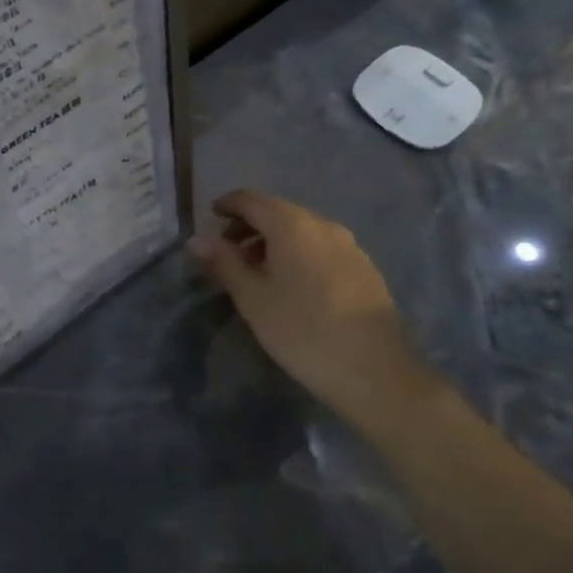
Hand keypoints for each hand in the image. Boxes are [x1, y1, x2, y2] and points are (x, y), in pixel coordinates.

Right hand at [190, 190, 434, 426]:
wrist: (375, 372)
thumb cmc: (302, 331)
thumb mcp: (252, 298)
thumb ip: (224, 263)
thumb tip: (197, 240)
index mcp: (292, 225)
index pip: (252, 200)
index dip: (228, 204)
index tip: (210, 217)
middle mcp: (323, 225)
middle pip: (278, 211)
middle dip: (249, 225)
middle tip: (227, 251)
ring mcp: (349, 246)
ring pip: (301, 230)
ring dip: (273, 241)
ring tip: (256, 271)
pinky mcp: (364, 268)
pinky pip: (320, 247)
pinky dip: (297, 253)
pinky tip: (291, 284)